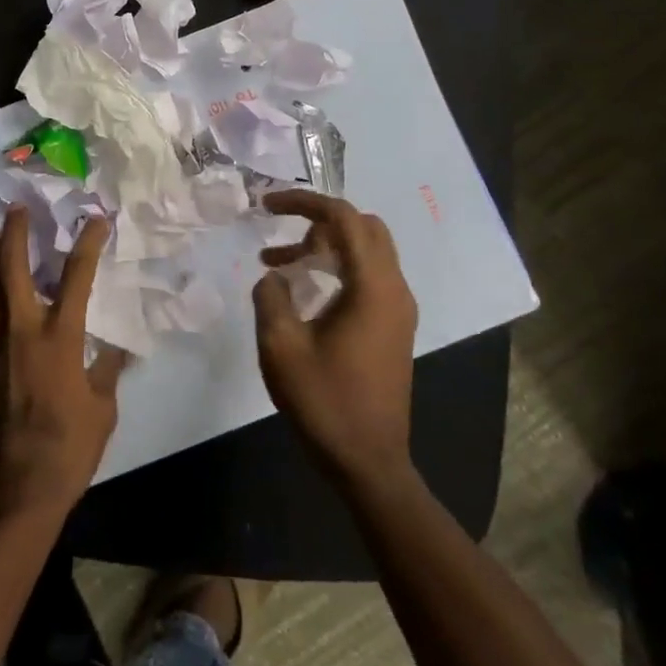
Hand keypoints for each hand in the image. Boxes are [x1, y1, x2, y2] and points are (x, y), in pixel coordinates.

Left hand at [0, 207, 124, 518]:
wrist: (15, 487)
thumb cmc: (69, 448)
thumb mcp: (103, 408)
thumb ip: (107, 369)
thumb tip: (118, 346)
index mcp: (59, 339)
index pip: (76, 277)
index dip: (87, 244)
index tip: (96, 220)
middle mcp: (21, 331)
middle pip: (10, 269)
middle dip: (15, 233)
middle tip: (18, 209)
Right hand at [254, 190, 416, 483]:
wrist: (369, 463)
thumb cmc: (325, 402)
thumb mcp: (281, 347)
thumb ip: (271, 297)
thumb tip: (274, 275)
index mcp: (372, 286)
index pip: (344, 218)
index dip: (304, 202)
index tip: (267, 206)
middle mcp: (394, 289)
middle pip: (363, 227)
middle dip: (318, 219)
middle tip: (280, 230)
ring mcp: (399, 309)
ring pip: (366, 251)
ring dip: (325, 246)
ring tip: (278, 264)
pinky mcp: (394, 327)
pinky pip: (369, 276)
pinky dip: (337, 268)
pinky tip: (304, 291)